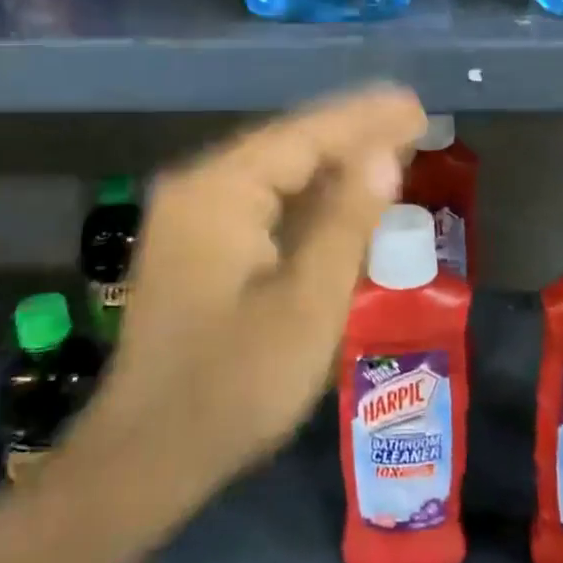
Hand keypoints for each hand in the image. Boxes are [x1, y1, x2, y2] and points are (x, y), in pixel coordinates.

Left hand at [92, 84, 425, 496]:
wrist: (147, 457)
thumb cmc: (234, 385)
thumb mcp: (307, 306)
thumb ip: (347, 222)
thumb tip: (383, 156)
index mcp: (219, 192)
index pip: (304, 136)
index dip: (364, 120)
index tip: (415, 105)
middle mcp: (198, 188)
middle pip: (287, 145)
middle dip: (351, 133)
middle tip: (411, 120)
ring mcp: (191, 216)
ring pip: (275, 171)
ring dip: (332, 162)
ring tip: (390, 146)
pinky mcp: (195, 244)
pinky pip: (261, 200)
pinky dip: (306, 195)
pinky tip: (342, 194)